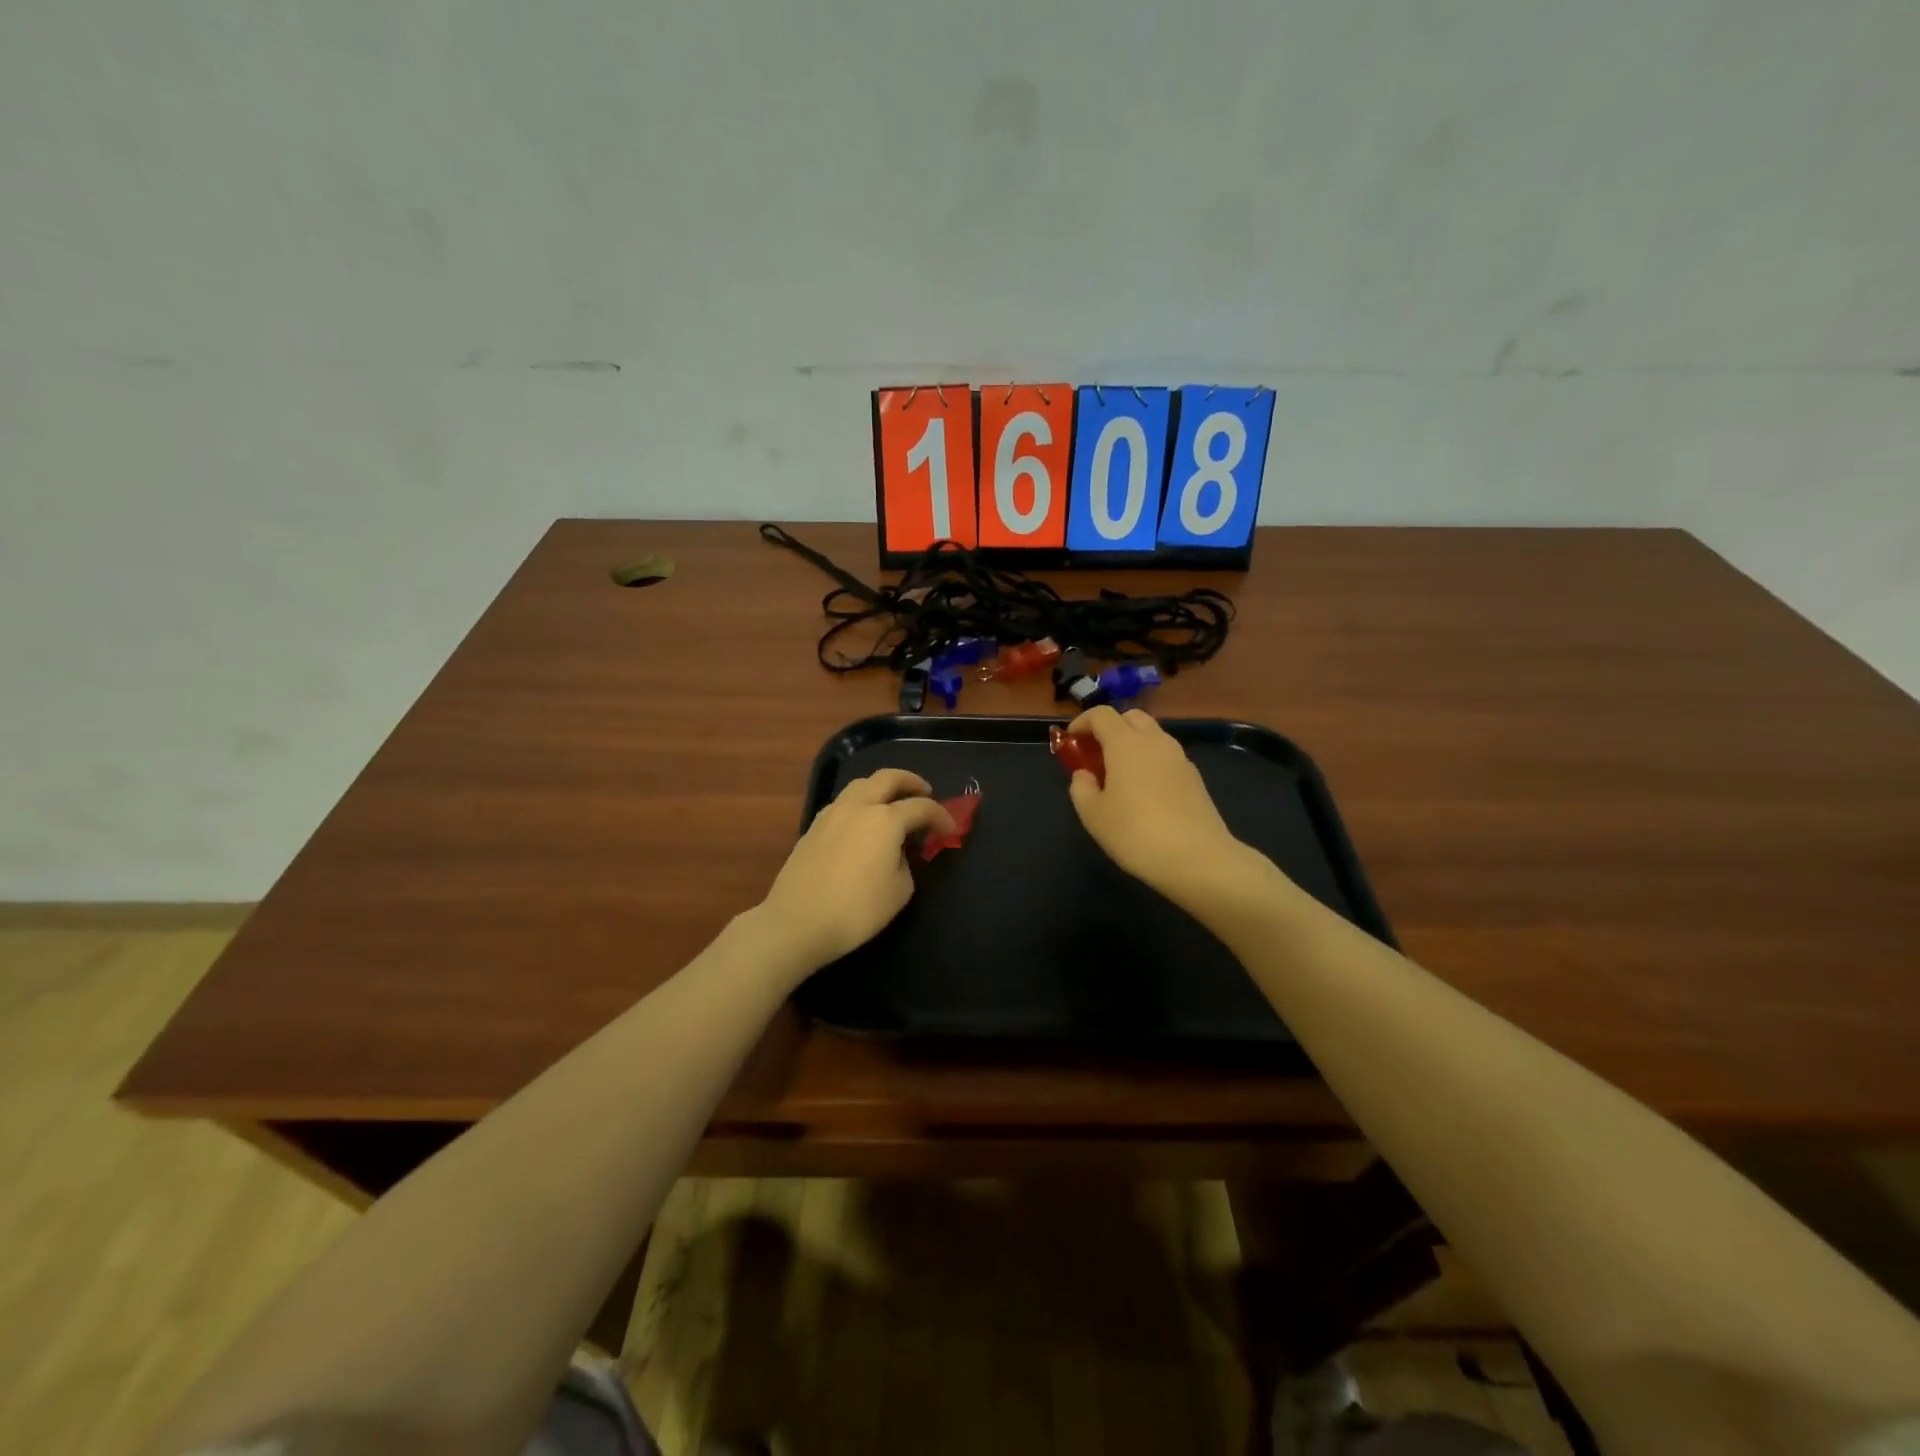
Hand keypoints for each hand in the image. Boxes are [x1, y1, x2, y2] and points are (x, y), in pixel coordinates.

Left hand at [757, 769, 955, 974]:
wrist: (797, 922)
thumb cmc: (856, 910)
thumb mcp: (899, 891)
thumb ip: (906, 863)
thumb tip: (897, 852)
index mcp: (885, 820)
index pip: (921, 807)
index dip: (941, 816)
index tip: (950, 830)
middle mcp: (858, 806)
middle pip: (888, 778)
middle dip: (911, 781)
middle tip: (925, 792)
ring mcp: (832, 813)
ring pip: (861, 784)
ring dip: (882, 787)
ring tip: (892, 803)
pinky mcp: (813, 827)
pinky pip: (844, 802)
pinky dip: (861, 802)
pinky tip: (864, 822)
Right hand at [1064, 706, 1259, 904]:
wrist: (1197, 858)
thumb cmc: (1135, 833)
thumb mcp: (1093, 815)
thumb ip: (1081, 788)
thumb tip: (1085, 774)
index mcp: (1126, 743)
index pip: (1102, 714)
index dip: (1082, 722)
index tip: (1071, 740)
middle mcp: (1155, 742)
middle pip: (1131, 717)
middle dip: (1111, 728)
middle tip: (1096, 753)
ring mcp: (1179, 758)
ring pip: (1152, 736)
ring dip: (1133, 744)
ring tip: (1120, 775)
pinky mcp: (1195, 778)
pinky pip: (1166, 757)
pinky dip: (1151, 762)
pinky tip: (1145, 793)